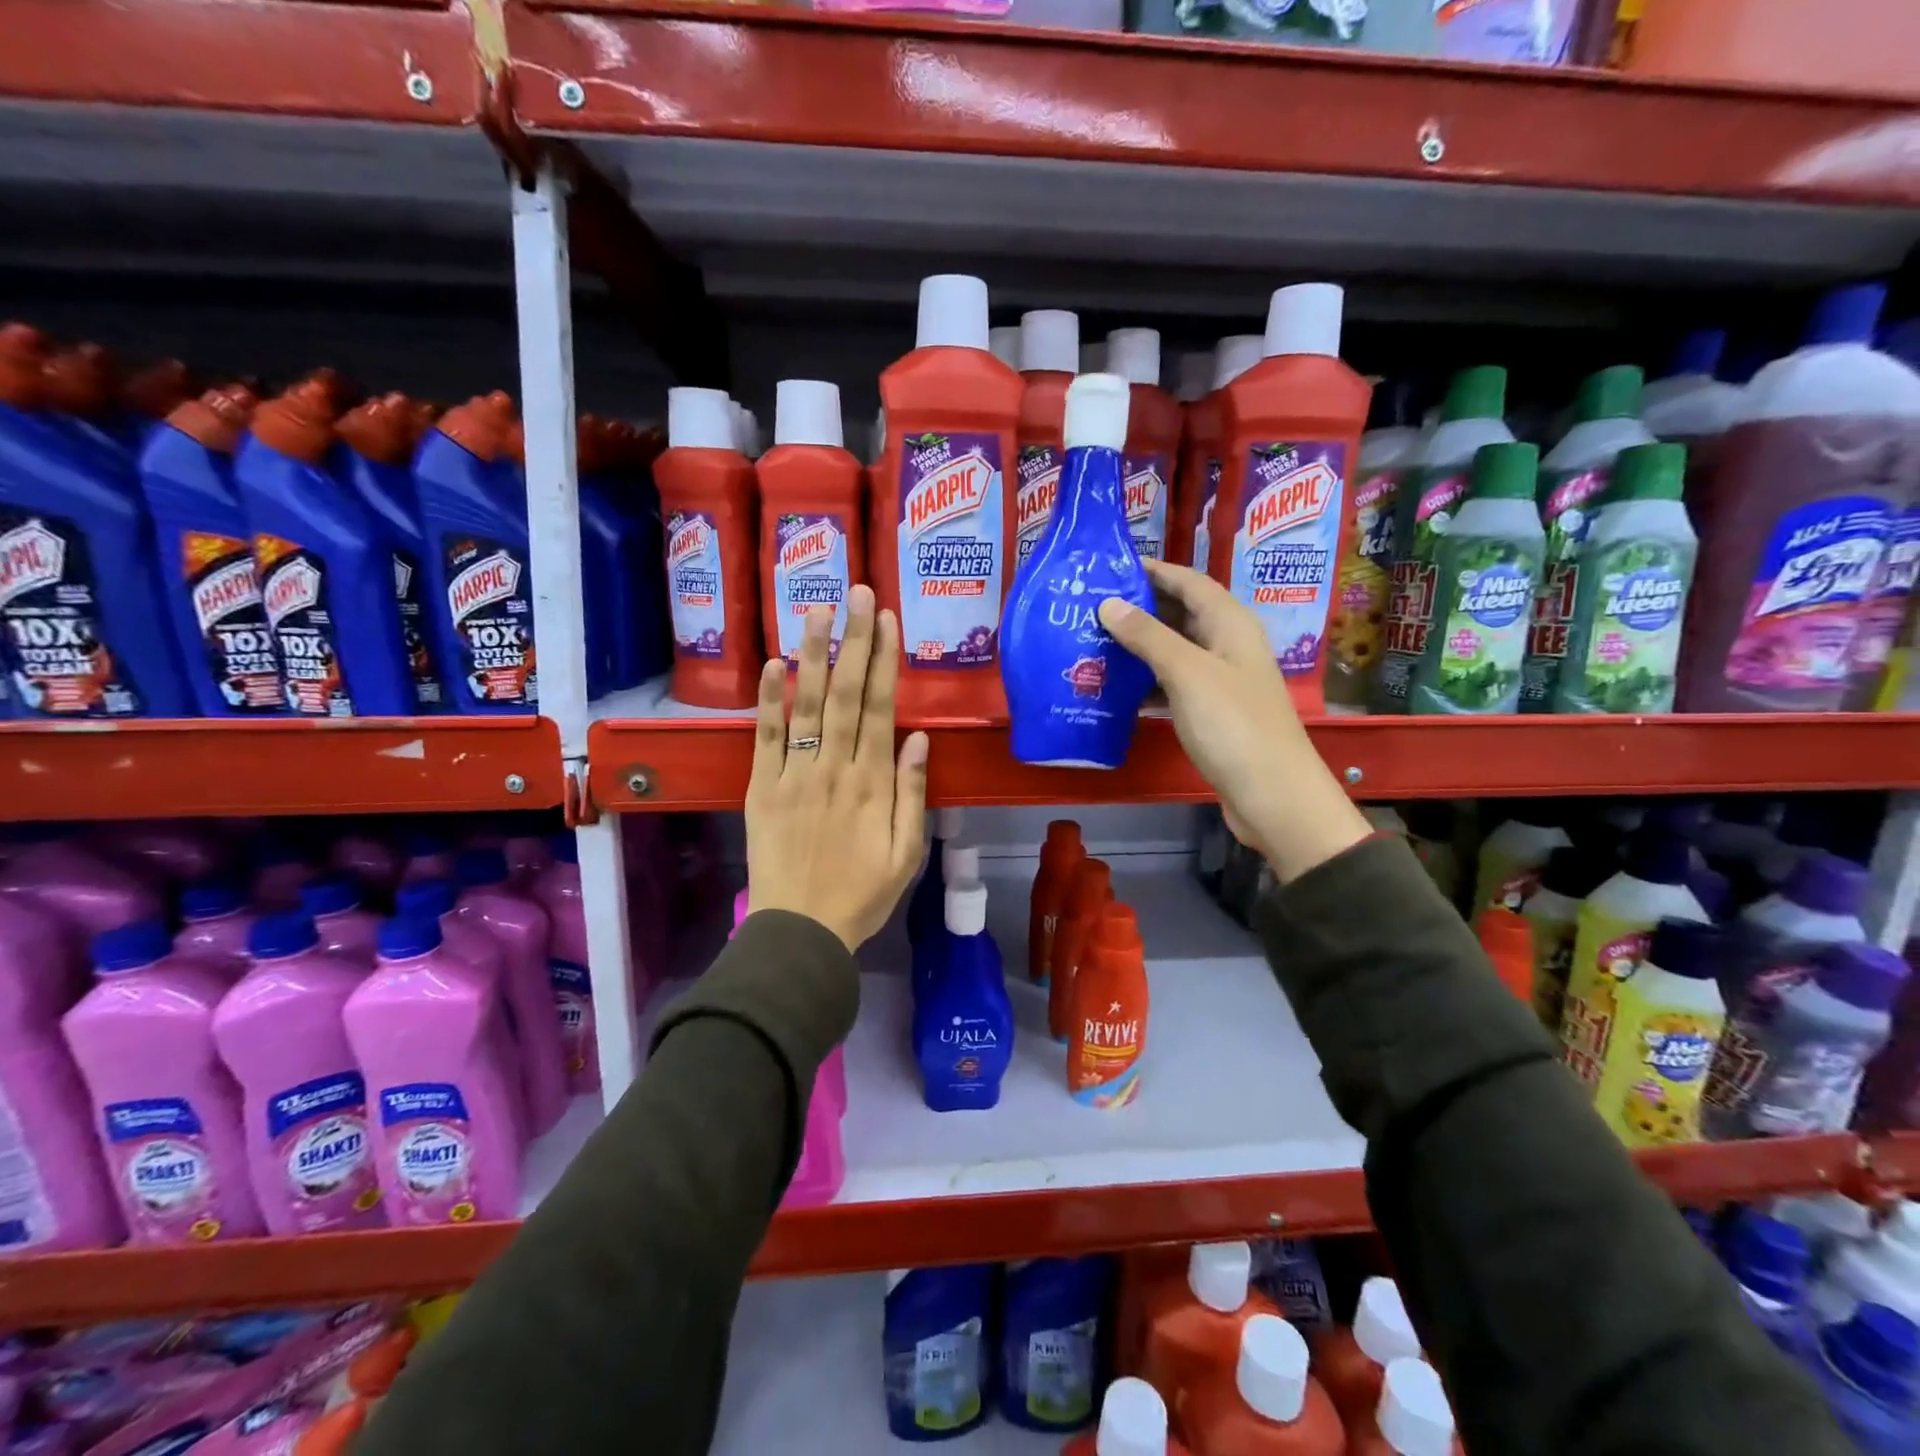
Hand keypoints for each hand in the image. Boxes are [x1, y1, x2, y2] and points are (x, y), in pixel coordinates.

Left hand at [746, 586, 930, 949]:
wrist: (801, 931)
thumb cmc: (863, 895)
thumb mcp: (908, 852)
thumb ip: (914, 793)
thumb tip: (920, 737)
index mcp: (873, 783)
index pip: (880, 708)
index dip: (884, 660)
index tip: (886, 619)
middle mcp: (835, 768)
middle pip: (846, 694)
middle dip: (852, 640)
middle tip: (856, 592)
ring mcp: (794, 775)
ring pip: (806, 705)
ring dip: (812, 654)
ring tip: (816, 610)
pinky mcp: (762, 788)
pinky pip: (765, 738)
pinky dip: (769, 700)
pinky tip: (773, 664)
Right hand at [1098, 559, 1369, 882]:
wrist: (1271, 794)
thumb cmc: (1232, 725)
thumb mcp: (1187, 673)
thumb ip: (1147, 636)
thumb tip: (1108, 604)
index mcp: (1230, 623)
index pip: (1189, 581)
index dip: (1152, 570)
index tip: (1108, 567)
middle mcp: (1227, 644)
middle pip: (1180, 613)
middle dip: (1139, 607)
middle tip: (1090, 606)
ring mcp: (1221, 680)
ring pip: (1174, 650)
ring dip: (1138, 646)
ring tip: (1093, 642)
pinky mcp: (1211, 712)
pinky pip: (1173, 684)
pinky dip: (1146, 682)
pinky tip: (1115, 689)